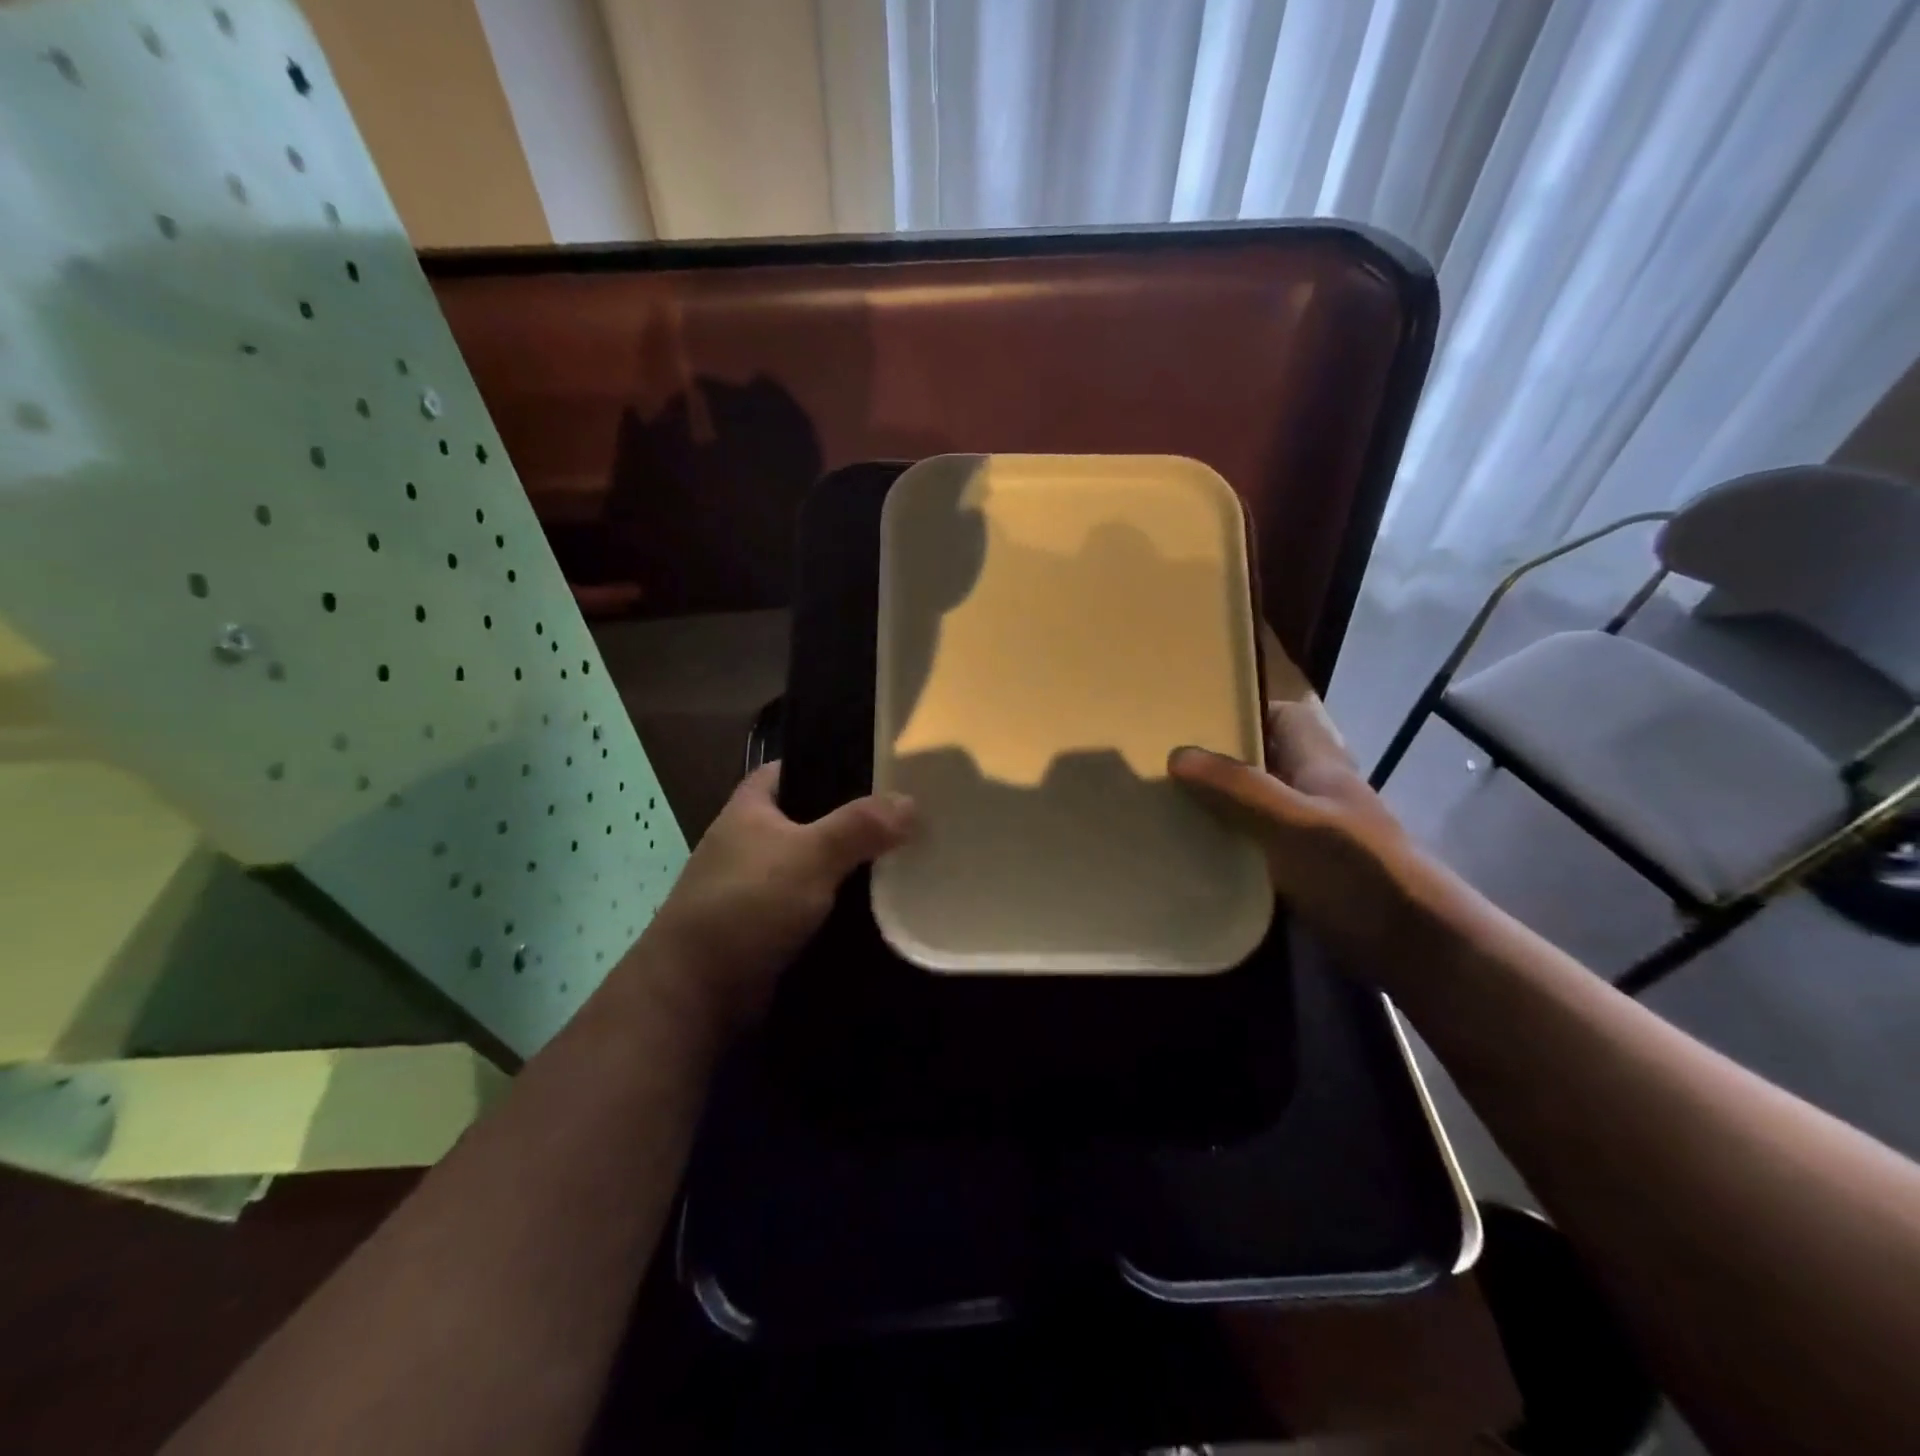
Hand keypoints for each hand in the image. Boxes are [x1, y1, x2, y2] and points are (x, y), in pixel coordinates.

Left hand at [635, 764, 913, 1035]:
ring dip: (850, 866)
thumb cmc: (747, 904)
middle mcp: (751, 842)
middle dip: (851, 818)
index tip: (872, 768)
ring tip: (904, 856)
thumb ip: (859, 826)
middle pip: (809, 818)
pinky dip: (842, 904)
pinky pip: (815, 904)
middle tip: (904, 816)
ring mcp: (758, 886)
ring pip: (815, 864)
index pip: (787, 769)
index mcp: (750, 809)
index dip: (825, 762)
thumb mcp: (809, 855)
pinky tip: (880, 905)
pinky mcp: (769, 926)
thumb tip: (910, 802)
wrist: (697, 993)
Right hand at [1169, 700, 1451, 982]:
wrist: (1416, 950)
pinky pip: (1258, 846)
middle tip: (1166, 768)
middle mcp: (1316, 793)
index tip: (1194, 722)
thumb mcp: (1293, 823)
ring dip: (1220, 806)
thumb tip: (1177, 754)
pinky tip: (1197, 856)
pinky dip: (1230, 845)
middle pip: (1264, 762)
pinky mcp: (1306, 873)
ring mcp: (1312, 835)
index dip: (1244, 711)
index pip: (1284, 717)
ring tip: (1168, 809)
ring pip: (1258, 805)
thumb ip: (1238, 788)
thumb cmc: (1358, 872)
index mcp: (1320, 766)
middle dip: (1219, 762)